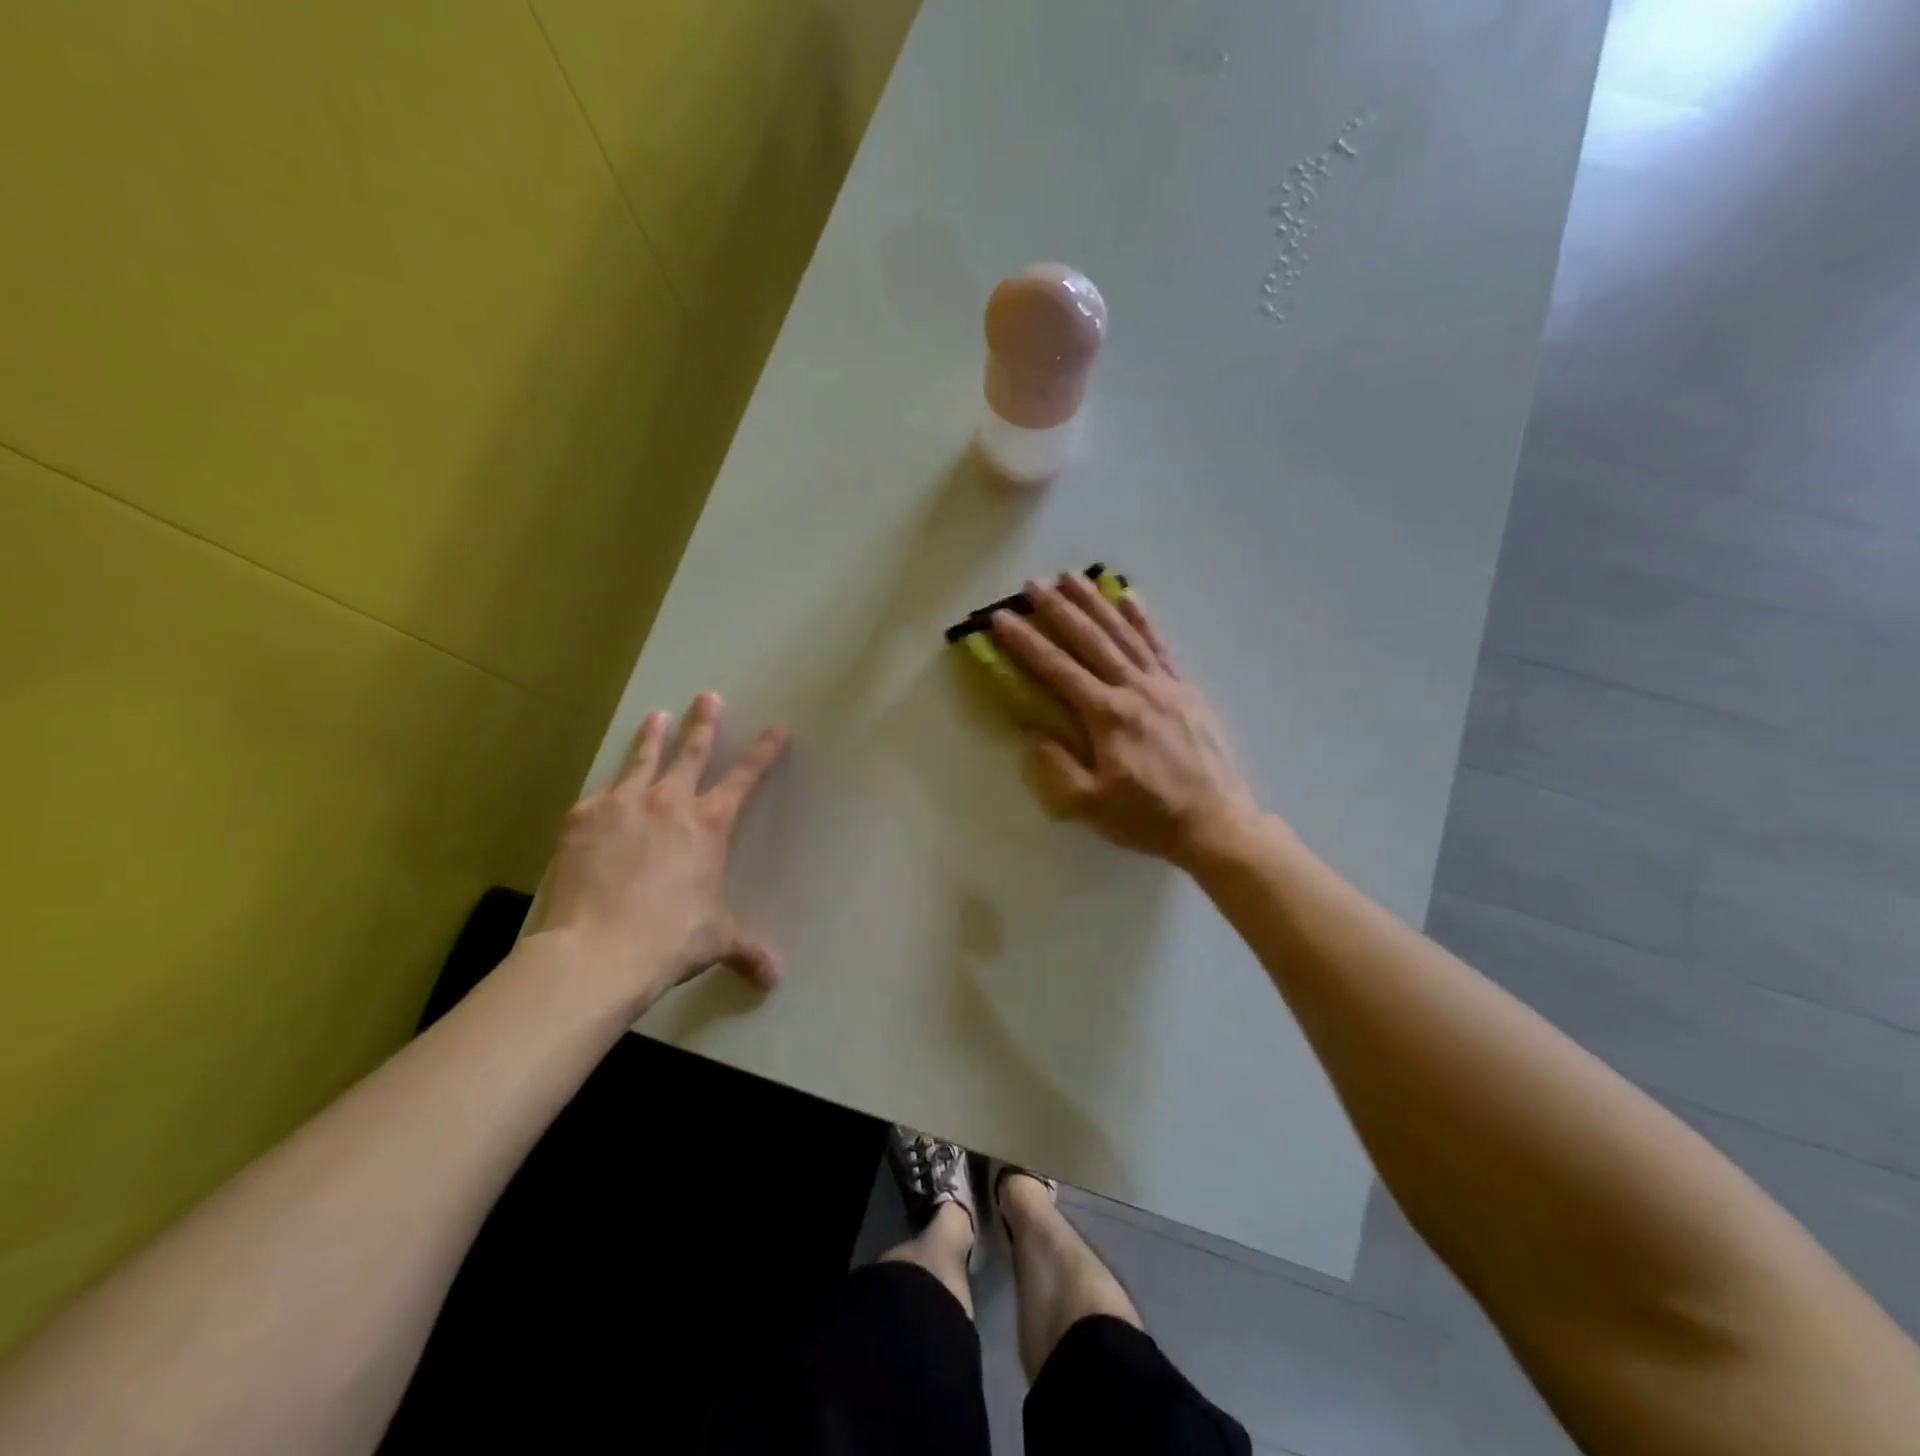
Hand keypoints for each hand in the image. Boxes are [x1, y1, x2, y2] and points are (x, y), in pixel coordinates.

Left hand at [537, 692, 789, 1009]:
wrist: (598, 950)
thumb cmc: (670, 939)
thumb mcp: (716, 941)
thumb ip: (747, 951)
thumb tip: (774, 978)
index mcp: (709, 824)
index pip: (745, 777)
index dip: (764, 751)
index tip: (777, 729)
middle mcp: (669, 802)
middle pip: (690, 751)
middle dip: (703, 722)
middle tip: (707, 697)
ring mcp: (622, 804)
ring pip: (642, 758)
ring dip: (652, 736)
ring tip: (656, 716)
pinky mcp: (583, 817)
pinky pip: (600, 792)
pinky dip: (609, 786)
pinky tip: (606, 786)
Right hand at [991, 574, 1257, 866]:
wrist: (1215, 822)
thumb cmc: (1148, 817)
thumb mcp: (1091, 805)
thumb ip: (1057, 768)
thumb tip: (1033, 733)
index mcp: (1107, 716)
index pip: (1058, 670)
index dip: (1027, 642)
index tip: (1002, 618)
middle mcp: (1135, 689)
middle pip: (1091, 639)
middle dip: (1058, 609)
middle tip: (1032, 583)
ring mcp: (1164, 684)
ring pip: (1124, 633)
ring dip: (1096, 603)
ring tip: (1072, 576)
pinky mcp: (1185, 689)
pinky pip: (1160, 646)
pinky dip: (1142, 620)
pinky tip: (1130, 598)